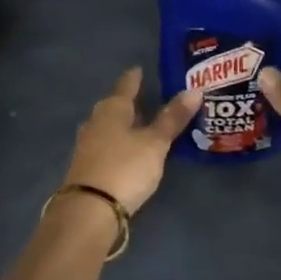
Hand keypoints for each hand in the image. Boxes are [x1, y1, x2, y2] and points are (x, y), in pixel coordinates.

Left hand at [62, 68, 200, 214]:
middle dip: (130, 103)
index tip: (141, 69)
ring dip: (124, 125)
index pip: (126, 85)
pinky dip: (119, 144)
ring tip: (143, 125)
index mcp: (112, 109)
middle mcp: (96, 122)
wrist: (90, 210)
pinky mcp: (87, 167)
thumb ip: (172, 118)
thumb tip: (194, 90)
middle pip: (115, 106)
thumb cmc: (125, 167)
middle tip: (149, 98)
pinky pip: (106, 146)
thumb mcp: (154, 143)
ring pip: (109, 127)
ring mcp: (88, 145)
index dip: (135, 78)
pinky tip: (129, 150)